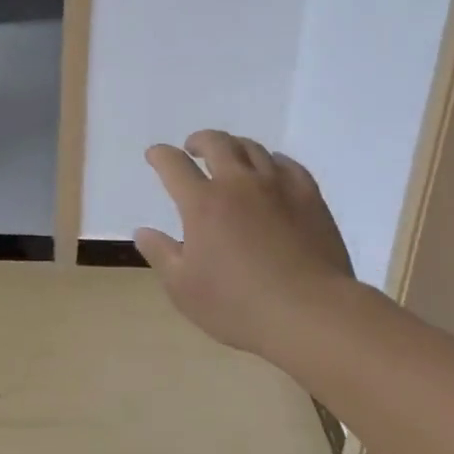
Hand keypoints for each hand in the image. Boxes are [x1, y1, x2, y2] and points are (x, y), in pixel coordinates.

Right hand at [136, 130, 356, 356]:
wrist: (311, 313)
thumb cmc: (239, 306)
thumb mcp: (184, 289)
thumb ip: (160, 254)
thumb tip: (142, 231)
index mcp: (202, 203)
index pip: (174, 165)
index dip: (160, 156)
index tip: (155, 156)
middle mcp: (238, 183)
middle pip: (216, 143)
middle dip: (199, 140)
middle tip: (193, 148)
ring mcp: (277, 186)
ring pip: (252, 148)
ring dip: (234, 147)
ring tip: (230, 157)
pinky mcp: (309, 196)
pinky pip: (288, 165)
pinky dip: (272, 161)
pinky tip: (271, 171)